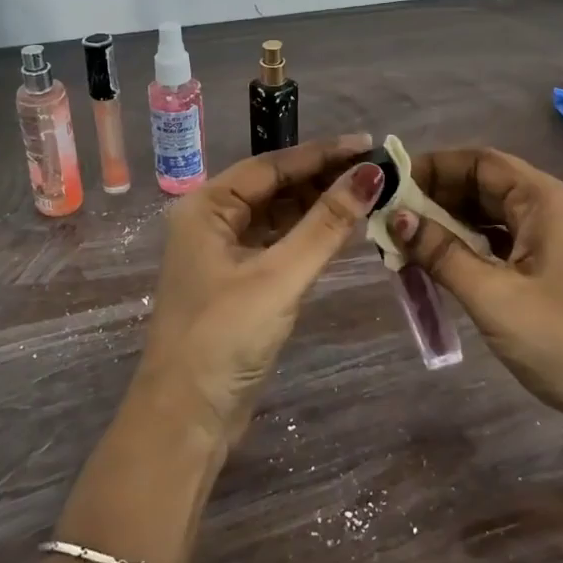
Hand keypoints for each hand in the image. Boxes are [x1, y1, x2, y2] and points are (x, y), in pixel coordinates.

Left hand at [138, 134, 385, 444]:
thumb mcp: (279, 276)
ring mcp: (223, 254)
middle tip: (376, 172)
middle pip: (274, 189)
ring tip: (368, 196)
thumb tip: (370, 175)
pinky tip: (342, 232)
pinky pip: (278, 246)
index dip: (321, 154)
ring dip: (318, 208)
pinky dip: (308, 238)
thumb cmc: (225, 337)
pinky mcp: (238, 284)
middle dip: (323, 180)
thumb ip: (326, 225)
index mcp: (206, 207)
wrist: (186, 417)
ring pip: (278, 218)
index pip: (270, 166)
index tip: (368, 144)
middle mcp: (211, 222)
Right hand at [388, 147, 562, 440]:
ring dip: (449, 226)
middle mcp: (552, 211)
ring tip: (404, 243)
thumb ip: (442, 254)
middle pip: (485, 186)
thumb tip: (396, 217)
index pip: (480, 161)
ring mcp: (555, 243)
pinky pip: (502, 246)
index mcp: (546, 201)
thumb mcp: (494, 298)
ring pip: (491, 217)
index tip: (390, 184)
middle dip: (436, 197)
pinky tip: (439, 267)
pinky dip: (469, 250)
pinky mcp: (553, 273)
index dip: (433, 166)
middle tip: (388, 218)